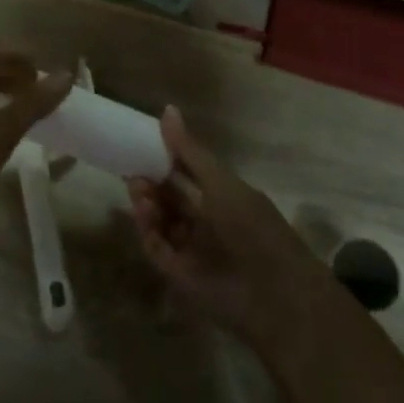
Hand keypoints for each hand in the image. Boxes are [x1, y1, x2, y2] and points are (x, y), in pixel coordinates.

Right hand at [127, 107, 334, 347]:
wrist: (271, 292)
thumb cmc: (252, 227)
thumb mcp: (221, 182)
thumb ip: (190, 151)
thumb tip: (167, 110)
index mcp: (224, 197)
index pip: (189, 174)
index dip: (167, 159)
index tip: (144, 143)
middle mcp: (208, 222)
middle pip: (172, 197)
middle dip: (152, 181)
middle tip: (132, 166)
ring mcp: (193, 249)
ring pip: (162, 221)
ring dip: (148, 203)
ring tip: (137, 188)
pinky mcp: (180, 274)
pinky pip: (157, 247)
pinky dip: (148, 230)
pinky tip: (142, 212)